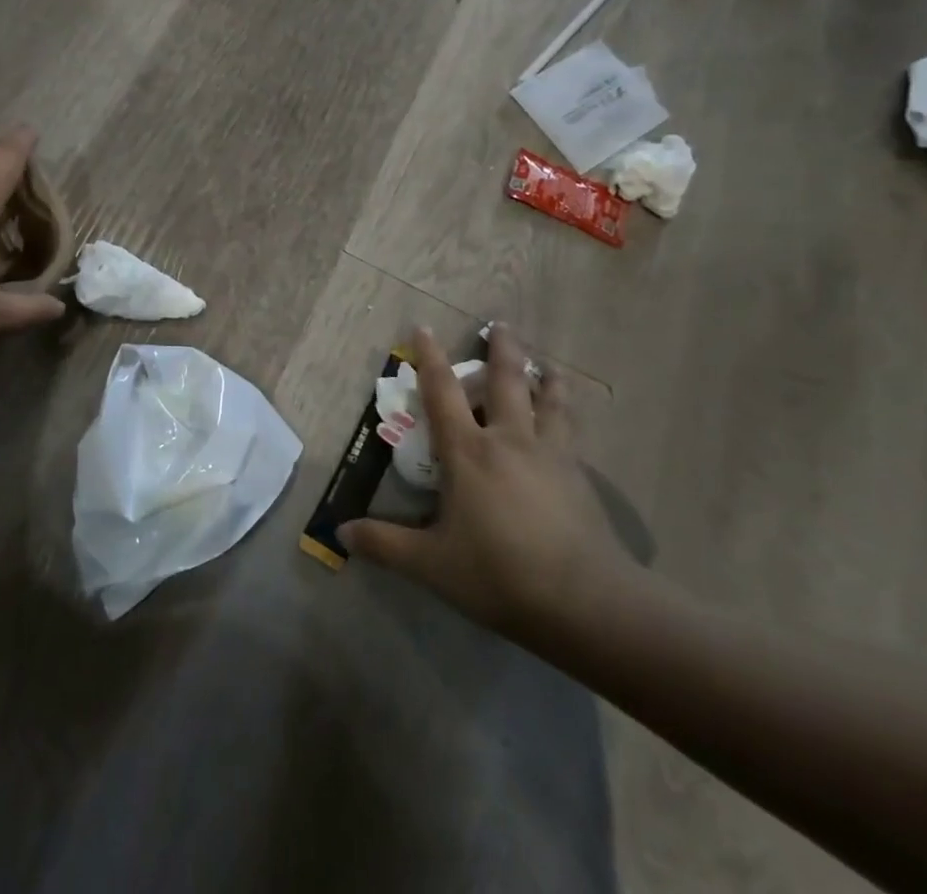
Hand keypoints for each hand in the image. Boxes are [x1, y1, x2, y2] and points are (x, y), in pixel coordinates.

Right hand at [340, 325, 636, 646]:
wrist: (586, 602)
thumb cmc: (499, 574)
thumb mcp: (432, 564)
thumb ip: (385, 544)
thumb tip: (340, 532)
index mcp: (468, 451)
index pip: (442, 392)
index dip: (429, 358)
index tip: (423, 327)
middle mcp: (509, 440)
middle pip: (507, 381)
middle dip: (502, 349)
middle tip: (500, 324)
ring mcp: (551, 456)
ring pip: (549, 402)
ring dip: (546, 379)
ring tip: (549, 366)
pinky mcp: (580, 478)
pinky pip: (571, 434)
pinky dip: (566, 417)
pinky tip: (569, 425)